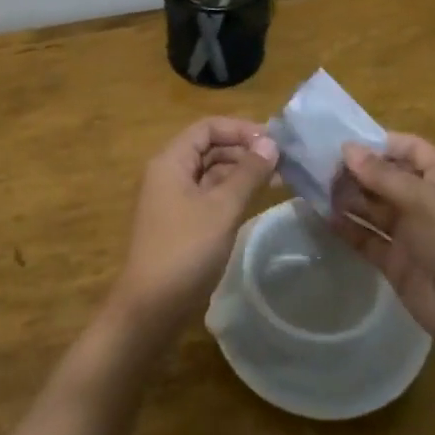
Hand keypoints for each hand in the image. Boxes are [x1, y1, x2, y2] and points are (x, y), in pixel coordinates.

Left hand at [114, 117, 278, 334]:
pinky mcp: (181, 223)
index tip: (274, 141)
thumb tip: (271, 143)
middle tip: (283, 161)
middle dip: (244, 150)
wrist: (151, 307)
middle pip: (209, 148)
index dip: (241, 129)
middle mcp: (169, 174)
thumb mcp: (222, 208)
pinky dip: (233, 193)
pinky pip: (209, 196)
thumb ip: (248, 173)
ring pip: (211, 173)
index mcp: (171, 161)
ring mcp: (173, 200)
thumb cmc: (186, 250)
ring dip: (242, 172)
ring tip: (279, 178)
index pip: (207, 127)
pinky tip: (257, 199)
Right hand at [333, 133, 434, 373]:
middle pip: (387, 178)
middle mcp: (425, 203)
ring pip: (373, 208)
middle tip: (320, 167)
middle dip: (357, 171)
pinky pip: (366, 238)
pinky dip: (347, 228)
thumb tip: (348, 149)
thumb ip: (385, 177)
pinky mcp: (395, 263)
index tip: (344, 143)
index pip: (411, 150)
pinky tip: (323, 218)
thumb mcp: (426, 204)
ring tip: (315, 189)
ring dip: (348, 197)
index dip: (382, 143)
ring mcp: (410, 234)